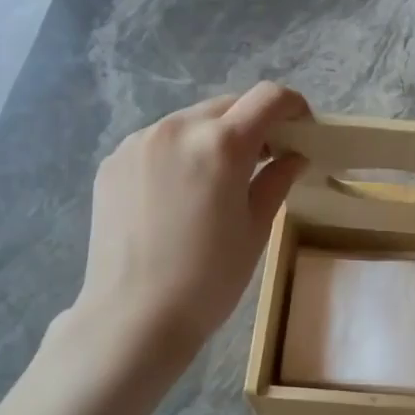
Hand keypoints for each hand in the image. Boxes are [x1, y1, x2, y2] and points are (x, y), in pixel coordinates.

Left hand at [73, 83, 309, 354]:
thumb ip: (276, 180)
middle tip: (265, 159)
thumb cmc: (208, 279)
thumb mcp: (255, 229)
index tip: (301, 128)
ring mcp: (139, 142)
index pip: (267, 98)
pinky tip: (179, 194)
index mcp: (221, 144)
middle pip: (228, 105)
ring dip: (213, 137)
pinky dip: (179, 153)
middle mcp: (177, 128)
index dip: (292, 105)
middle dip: (253, 123)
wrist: (133, 316)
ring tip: (218, 180)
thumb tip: (293, 156)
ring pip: (190, 121)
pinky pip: (158, 142)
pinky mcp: (114, 162)